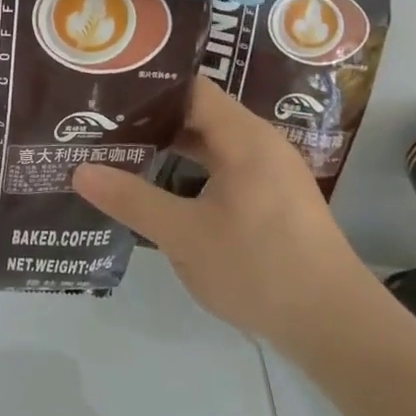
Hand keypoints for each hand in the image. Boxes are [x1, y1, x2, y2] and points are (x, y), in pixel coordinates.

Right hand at [71, 78, 379, 356]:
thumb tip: (79, 170)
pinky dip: (191, 171)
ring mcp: (271, 173)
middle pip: (199, 114)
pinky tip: (161, 189)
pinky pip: (224, 168)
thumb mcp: (184, 236)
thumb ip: (132, 199)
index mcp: (244, 138)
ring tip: (121, 152)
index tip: (106, 96)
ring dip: (170, 147)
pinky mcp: (274, 200)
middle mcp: (261, 144)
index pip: (190, 89)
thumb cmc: (259, 268)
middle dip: (151, 120)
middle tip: (101, 125)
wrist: (335, 326)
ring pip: (211, 144)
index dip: (147, 89)